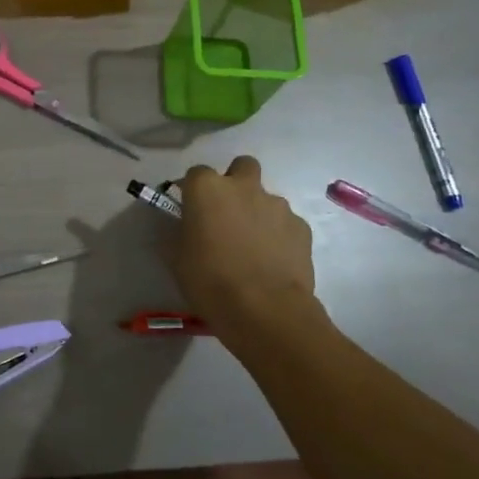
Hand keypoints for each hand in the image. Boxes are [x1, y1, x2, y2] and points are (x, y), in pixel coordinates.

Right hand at [174, 156, 320, 336]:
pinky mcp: (301, 227)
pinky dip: (279, 235)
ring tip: (252, 247)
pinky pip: (285, 223)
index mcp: (207, 189)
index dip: (192, 191)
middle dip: (235, 182)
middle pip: (241, 167)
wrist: (264, 310)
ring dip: (257, 212)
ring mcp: (277, 205)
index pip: (195, 174)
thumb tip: (183, 227)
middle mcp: (243, 187)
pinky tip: (273, 261)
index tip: (190, 210)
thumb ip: (179, 232)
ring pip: (265, 198)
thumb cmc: (209, 281)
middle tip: (227, 214)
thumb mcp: (177, 258)